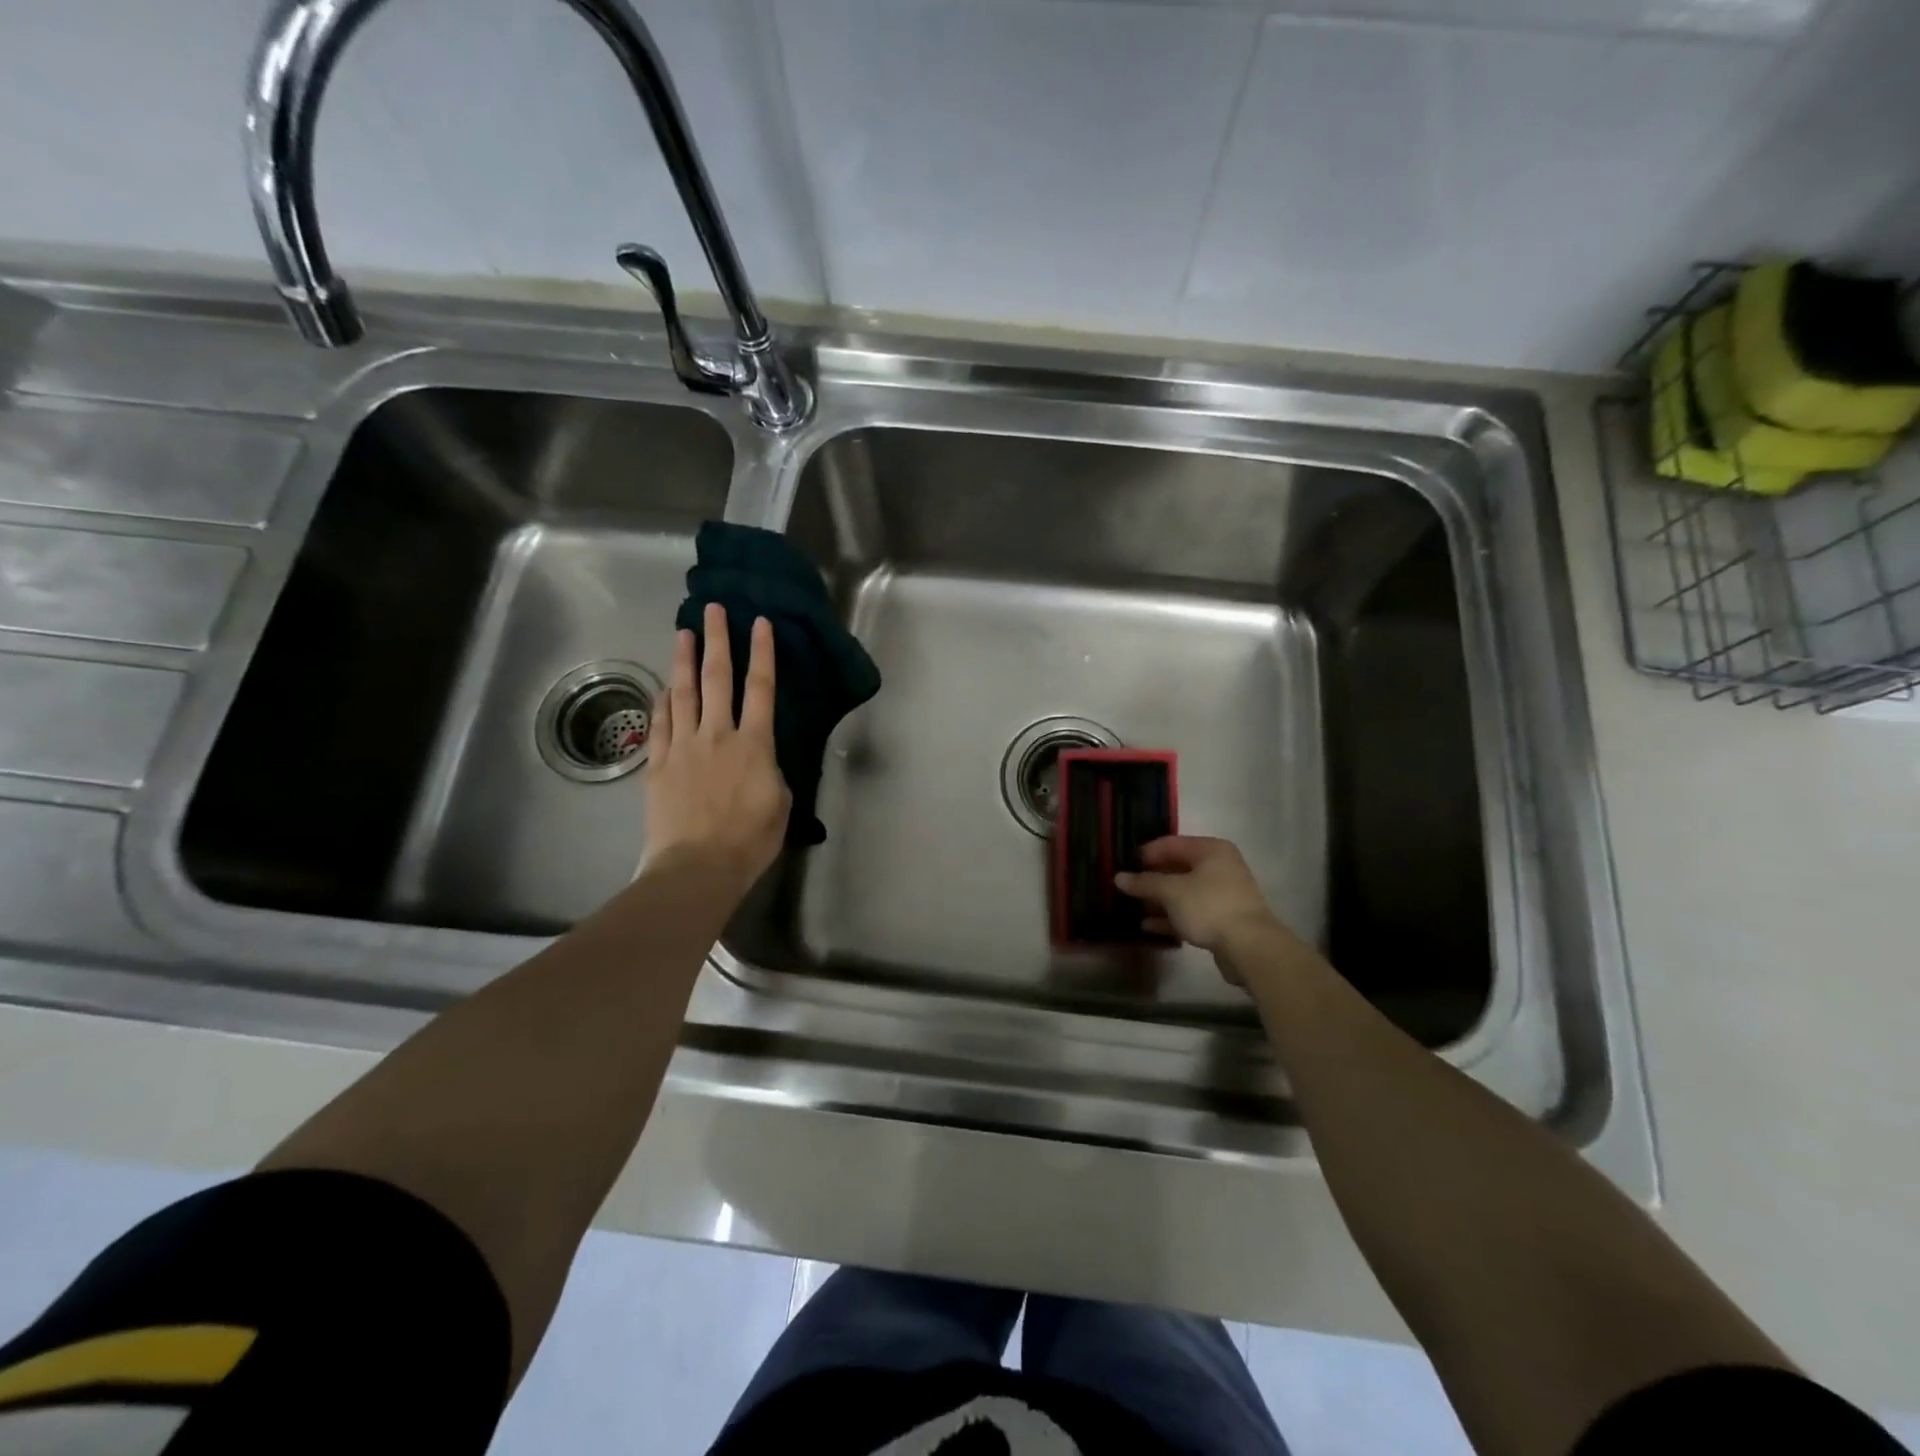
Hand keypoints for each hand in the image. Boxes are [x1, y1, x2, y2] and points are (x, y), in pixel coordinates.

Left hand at [642, 604, 790, 889]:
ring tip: (683, 632)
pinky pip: (659, 724)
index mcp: (754, 744)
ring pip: (683, 693)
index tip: (760, 623)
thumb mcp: (780, 804)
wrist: (697, 867)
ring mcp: (683, 746)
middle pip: (717, 678)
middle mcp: (717, 734)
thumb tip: (760, 760)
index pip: (760, 688)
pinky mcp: (658, 764)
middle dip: (717, 640)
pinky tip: (662, 688)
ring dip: (684, 660)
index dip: (762, 653)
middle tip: (714, 610)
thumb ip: (771, 772)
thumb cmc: (749, 840)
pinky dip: (661, 702)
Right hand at [1114, 836, 1280, 960]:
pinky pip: (1191, 912)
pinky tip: (1149, 926)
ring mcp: (1223, 894)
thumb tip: (1118, 877)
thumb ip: (1144, 882)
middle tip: (1127, 887)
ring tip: (1134, 907)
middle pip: (1178, 868)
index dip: (1146, 853)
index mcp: (1211, 850)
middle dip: (1152, 879)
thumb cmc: (1209, 906)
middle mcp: (1219, 867)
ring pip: (1183, 892)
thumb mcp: (1171, 891)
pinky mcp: (1223, 919)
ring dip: (1159, 900)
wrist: (1250, 947)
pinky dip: (1172, 917)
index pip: (1171, 843)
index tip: (1125, 865)